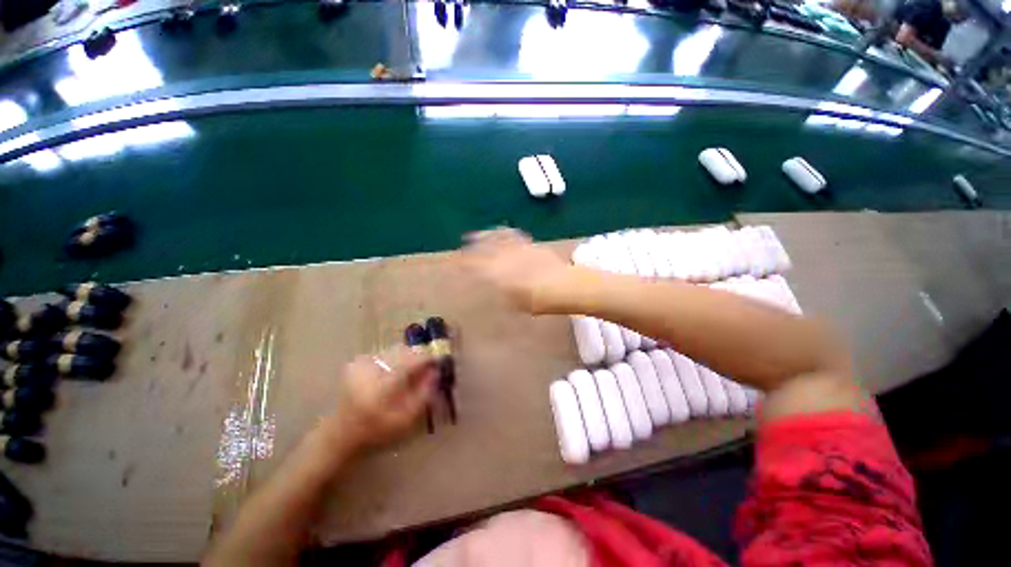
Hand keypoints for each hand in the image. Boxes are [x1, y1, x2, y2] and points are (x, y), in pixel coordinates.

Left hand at [318, 346, 438, 454]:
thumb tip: (436, 371)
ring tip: (413, 369)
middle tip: (427, 366)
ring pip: (395, 350)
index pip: (414, 358)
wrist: (341, 434)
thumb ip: (424, 393)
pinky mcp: (358, 362)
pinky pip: (385, 354)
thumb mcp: (406, 418)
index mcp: (385, 382)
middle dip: (419, 356)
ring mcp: (363, 362)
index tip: (439, 361)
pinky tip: (395, 372)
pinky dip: (395, 359)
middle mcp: (373, 367)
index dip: (430, 357)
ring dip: (407, 356)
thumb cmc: (377, 430)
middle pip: (405, 350)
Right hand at [462, 228, 571, 312]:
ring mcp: (515, 248)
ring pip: (494, 238)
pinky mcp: (528, 244)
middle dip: (469, 246)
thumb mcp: (512, 302)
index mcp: (495, 273)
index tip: (456, 261)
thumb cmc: (535, 300)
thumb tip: (489, 285)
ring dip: (483, 236)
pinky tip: (499, 230)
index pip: (474, 265)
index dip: (463, 262)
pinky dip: (502, 232)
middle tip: (463, 244)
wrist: (561, 285)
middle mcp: (502, 257)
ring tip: (475, 234)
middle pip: (481, 248)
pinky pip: (512, 235)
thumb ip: (498, 291)